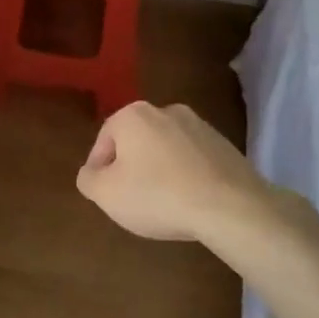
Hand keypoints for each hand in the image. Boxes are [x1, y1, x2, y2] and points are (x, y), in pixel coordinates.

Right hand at [76, 101, 283, 242]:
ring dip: (158, 171)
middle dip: (130, 168)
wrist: (230, 207)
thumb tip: (92, 172)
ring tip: (162, 203)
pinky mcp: (225, 145)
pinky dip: (185, 175)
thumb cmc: (157, 196)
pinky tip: (188, 201)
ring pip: (165, 150)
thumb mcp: (105, 193)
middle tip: (131, 199)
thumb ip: (88, 179)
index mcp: (133, 115)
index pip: (103, 140)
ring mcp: (200, 126)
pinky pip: (192, 160)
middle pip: (135, 142)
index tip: (105, 195)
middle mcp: (166, 110)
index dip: (99, 170)